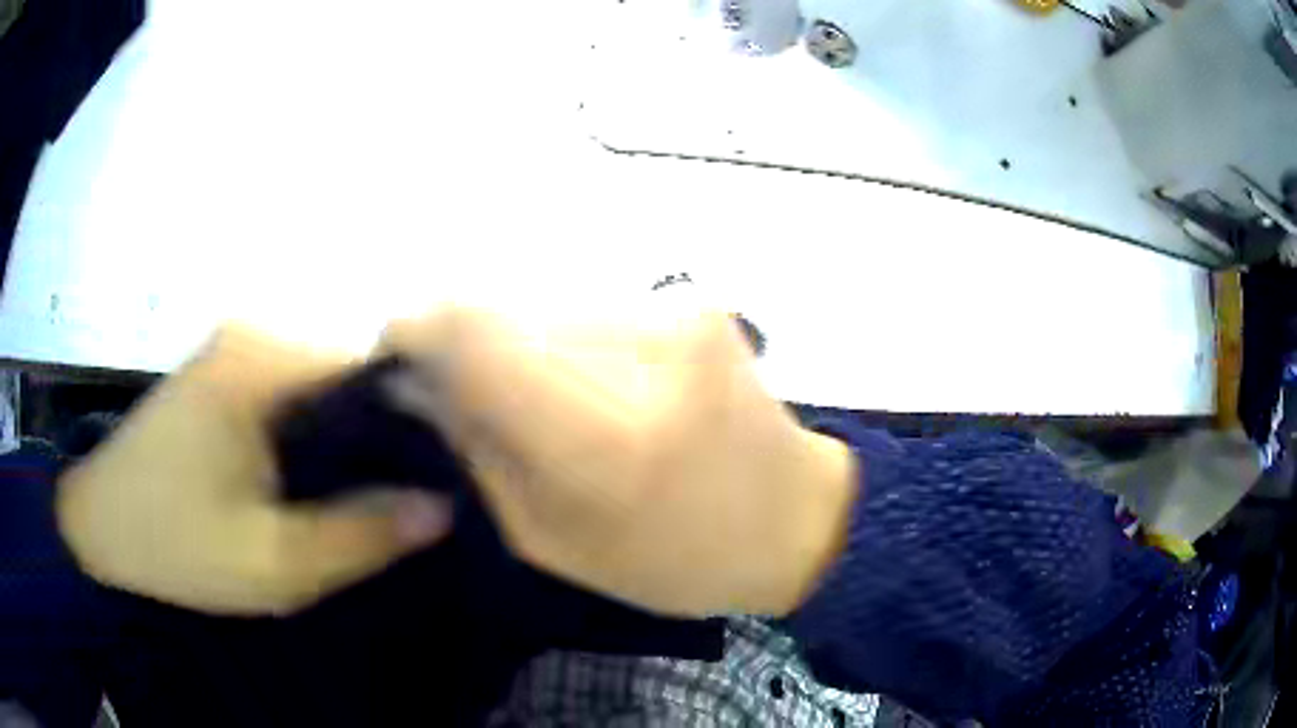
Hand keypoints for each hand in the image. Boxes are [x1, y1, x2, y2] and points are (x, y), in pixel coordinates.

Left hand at [56, 328, 452, 614]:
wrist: (98, 523)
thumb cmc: (174, 544)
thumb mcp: (271, 565)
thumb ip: (359, 537)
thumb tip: (444, 507)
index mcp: (265, 361)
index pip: (378, 366)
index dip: (425, 420)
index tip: (453, 473)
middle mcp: (259, 331)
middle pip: (357, 367)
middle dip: (393, 428)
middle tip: (423, 493)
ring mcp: (241, 344)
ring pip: (330, 379)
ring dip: (359, 431)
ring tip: (386, 488)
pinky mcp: (229, 367)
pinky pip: (301, 389)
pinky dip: (325, 428)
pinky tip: (332, 472)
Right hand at [382, 306, 856, 616]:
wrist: (796, 519)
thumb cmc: (675, 559)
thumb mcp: (552, 538)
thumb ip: (479, 451)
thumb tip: (422, 379)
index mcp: (606, 434)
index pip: (473, 330)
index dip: (415, 328)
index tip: (396, 353)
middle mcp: (643, 348)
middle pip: (504, 309)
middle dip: (469, 347)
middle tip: (470, 399)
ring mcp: (677, 311)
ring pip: (546, 304)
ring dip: (523, 346)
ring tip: (545, 403)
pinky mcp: (694, 299)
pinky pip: (592, 308)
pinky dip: (569, 342)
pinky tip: (594, 386)